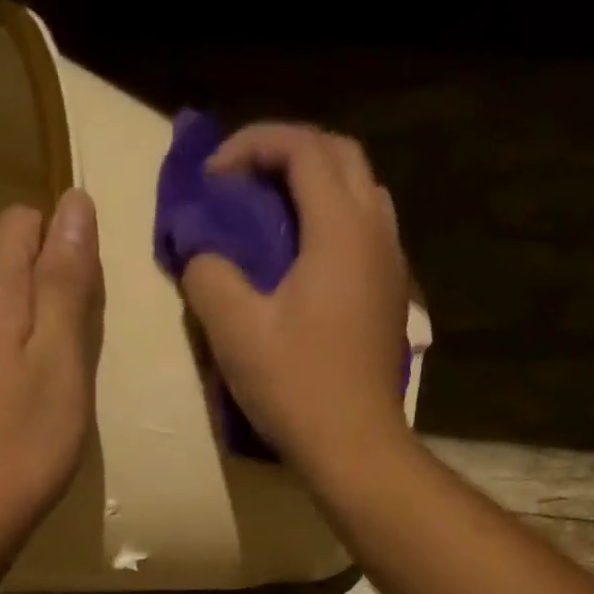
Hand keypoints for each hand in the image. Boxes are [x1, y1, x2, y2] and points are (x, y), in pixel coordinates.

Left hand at [0, 188, 102, 555]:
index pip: (23, 221)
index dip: (63, 242)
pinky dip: (15, 354)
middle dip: (52, 284)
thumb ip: (66, 280)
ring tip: (62, 376)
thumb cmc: (26, 441)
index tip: (91, 297)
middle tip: (84, 345)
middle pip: (9, 262)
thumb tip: (74, 203)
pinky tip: (30, 398)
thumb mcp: (62, 358)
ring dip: (36, 324)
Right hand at [182, 123, 411, 474]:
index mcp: (340, 227)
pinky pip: (365, 233)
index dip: (251, 146)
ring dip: (314, 188)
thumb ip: (209, 275)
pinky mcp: (391, 297)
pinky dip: (331, 224)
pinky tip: (302, 263)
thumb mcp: (236, 331)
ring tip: (271, 218)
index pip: (301, 147)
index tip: (212, 178)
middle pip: (339, 156)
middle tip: (243, 185)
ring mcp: (392, 265)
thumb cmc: (297, 387)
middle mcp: (376, 230)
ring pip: (359, 193)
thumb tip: (201, 254)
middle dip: (287, 155)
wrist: (355, 447)